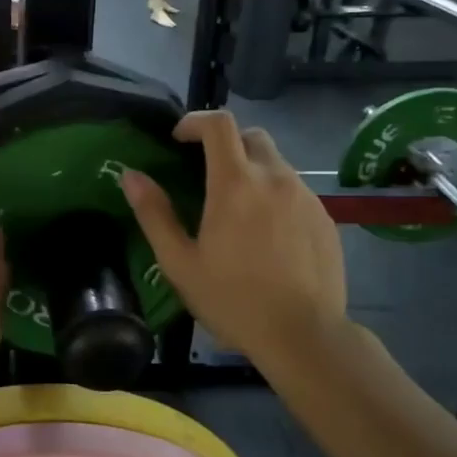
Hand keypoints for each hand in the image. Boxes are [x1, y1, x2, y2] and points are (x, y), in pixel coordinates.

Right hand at [120, 112, 345, 373]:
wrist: (303, 335)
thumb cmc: (232, 299)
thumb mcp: (179, 262)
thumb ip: (154, 213)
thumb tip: (131, 175)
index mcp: (235, 184)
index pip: (219, 124)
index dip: (196, 121)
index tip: (179, 139)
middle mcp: (274, 178)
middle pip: (252, 136)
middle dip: (226, 144)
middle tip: (207, 173)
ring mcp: (306, 197)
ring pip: (276, 164)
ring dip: (252, 171)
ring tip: (237, 210)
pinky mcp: (326, 218)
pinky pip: (296, 191)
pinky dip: (275, 196)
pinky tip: (267, 235)